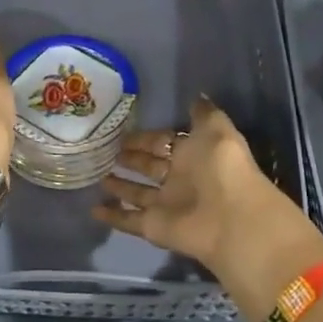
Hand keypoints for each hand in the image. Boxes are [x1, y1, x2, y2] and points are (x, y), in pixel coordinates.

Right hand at [92, 99, 322, 296]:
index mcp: (192, 154)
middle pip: (149, 166)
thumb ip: (203, 113)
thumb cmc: (221, 167)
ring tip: (97, 176)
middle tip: (106, 150)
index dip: (145, 137)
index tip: (122, 130)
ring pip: (137, 193)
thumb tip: (197, 95)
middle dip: (131, 158)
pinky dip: (112, 216)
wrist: (229, 216)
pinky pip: (128, 220)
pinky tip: (92, 209)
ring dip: (120, 186)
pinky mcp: (153, 226)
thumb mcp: (215, 128)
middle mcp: (179, 179)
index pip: (163, 142)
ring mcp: (165, 204)